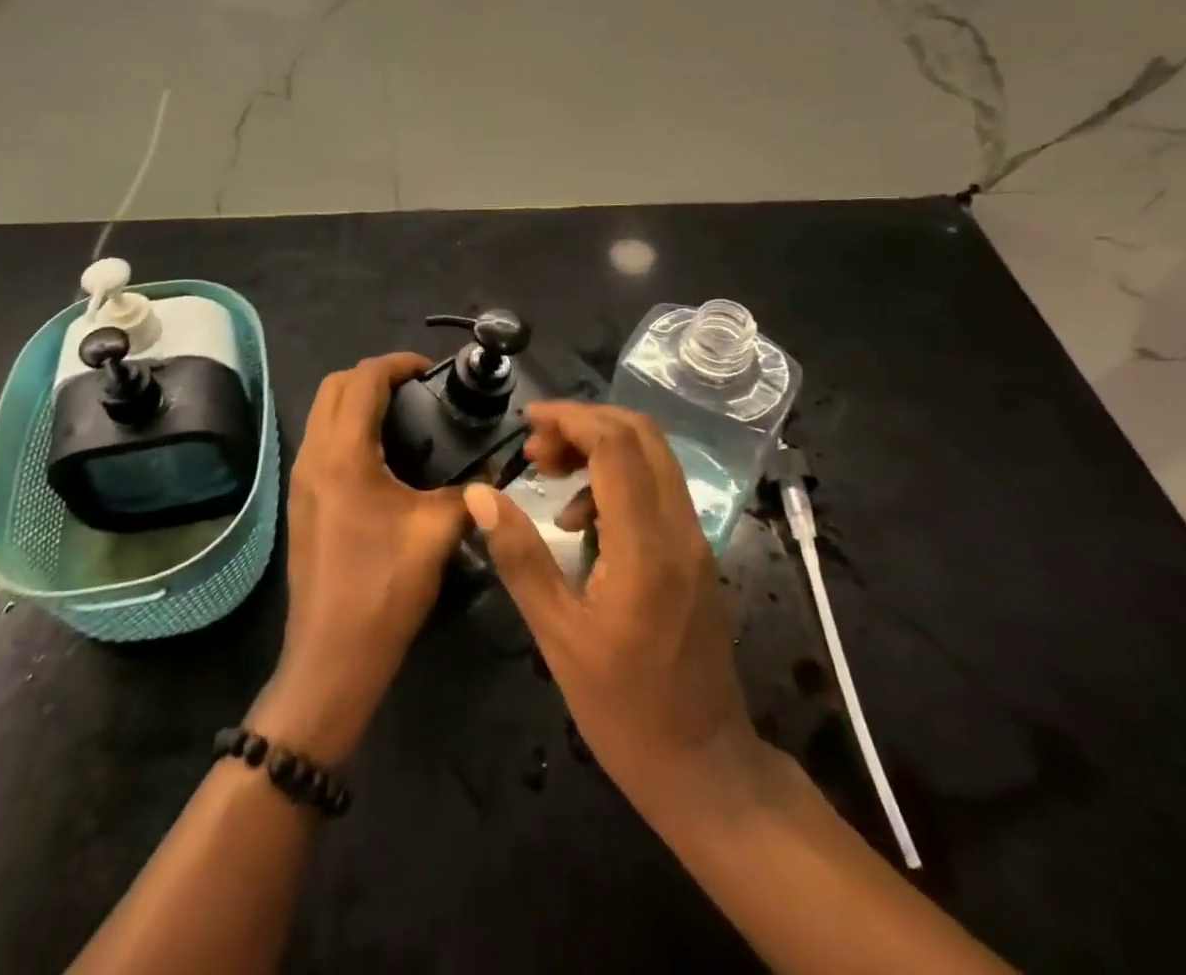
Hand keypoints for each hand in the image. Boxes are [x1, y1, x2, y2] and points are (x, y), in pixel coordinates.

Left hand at [253, 354, 469, 766]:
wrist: (332, 656)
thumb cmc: (384, 588)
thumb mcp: (437, 532)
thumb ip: (471, 492)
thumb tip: (497, 471)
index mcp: (343, 453)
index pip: (363, 379)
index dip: (398, 364)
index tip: (430, 370)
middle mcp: (313, 455)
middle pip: (334, 386)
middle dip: (374, 375)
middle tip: (417, 390)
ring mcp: (301, 478)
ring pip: (323, 413)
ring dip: (357, 400)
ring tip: (405, 416)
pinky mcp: (301, 500)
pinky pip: (321, 441)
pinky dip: (347, 428)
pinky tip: (383, 457)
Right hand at [463, 402, 765, 829]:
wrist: (704, 766)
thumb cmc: (623, 710)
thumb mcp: (557, 636)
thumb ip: (519, 556)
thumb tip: (480, 494)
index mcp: (646, 547)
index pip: (616, 445)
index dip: (571, 418)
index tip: (527, 422)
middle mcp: (680, 529)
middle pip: (642, 435)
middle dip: (584, 423)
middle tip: (535, 448)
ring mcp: (694, 540)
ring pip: (652, 457)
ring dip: (599, 447)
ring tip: (548, 475)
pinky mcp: (694, 554)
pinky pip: (656, 489)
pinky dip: (615, 479)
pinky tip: (579, 521)